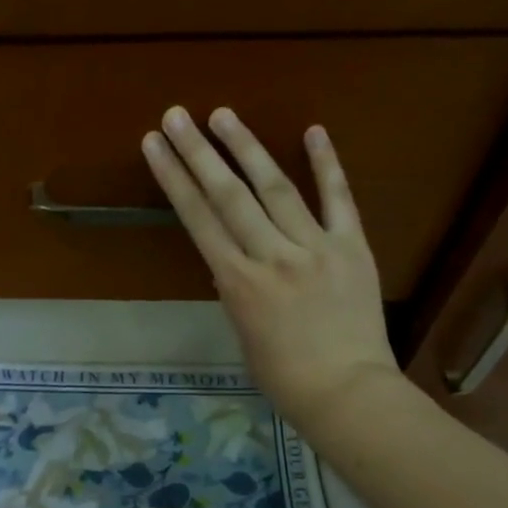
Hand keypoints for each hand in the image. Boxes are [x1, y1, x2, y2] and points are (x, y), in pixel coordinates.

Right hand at [142, 106, 401, 430]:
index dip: (173, 179)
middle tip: (176, 115)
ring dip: (247, 147)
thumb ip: (238, 291)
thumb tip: (234, 261)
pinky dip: (326, 164)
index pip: (199, 220)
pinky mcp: (352, 247)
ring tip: (222, 115)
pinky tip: (313, 130)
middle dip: (199, 152)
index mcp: (239, 285)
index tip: (154, 146)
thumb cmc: (285, 379)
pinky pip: (338, 199)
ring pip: (276, 187)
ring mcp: (315, 247)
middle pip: (229, 195)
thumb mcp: (245, 336)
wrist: (346, 393)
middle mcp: (272, 256)